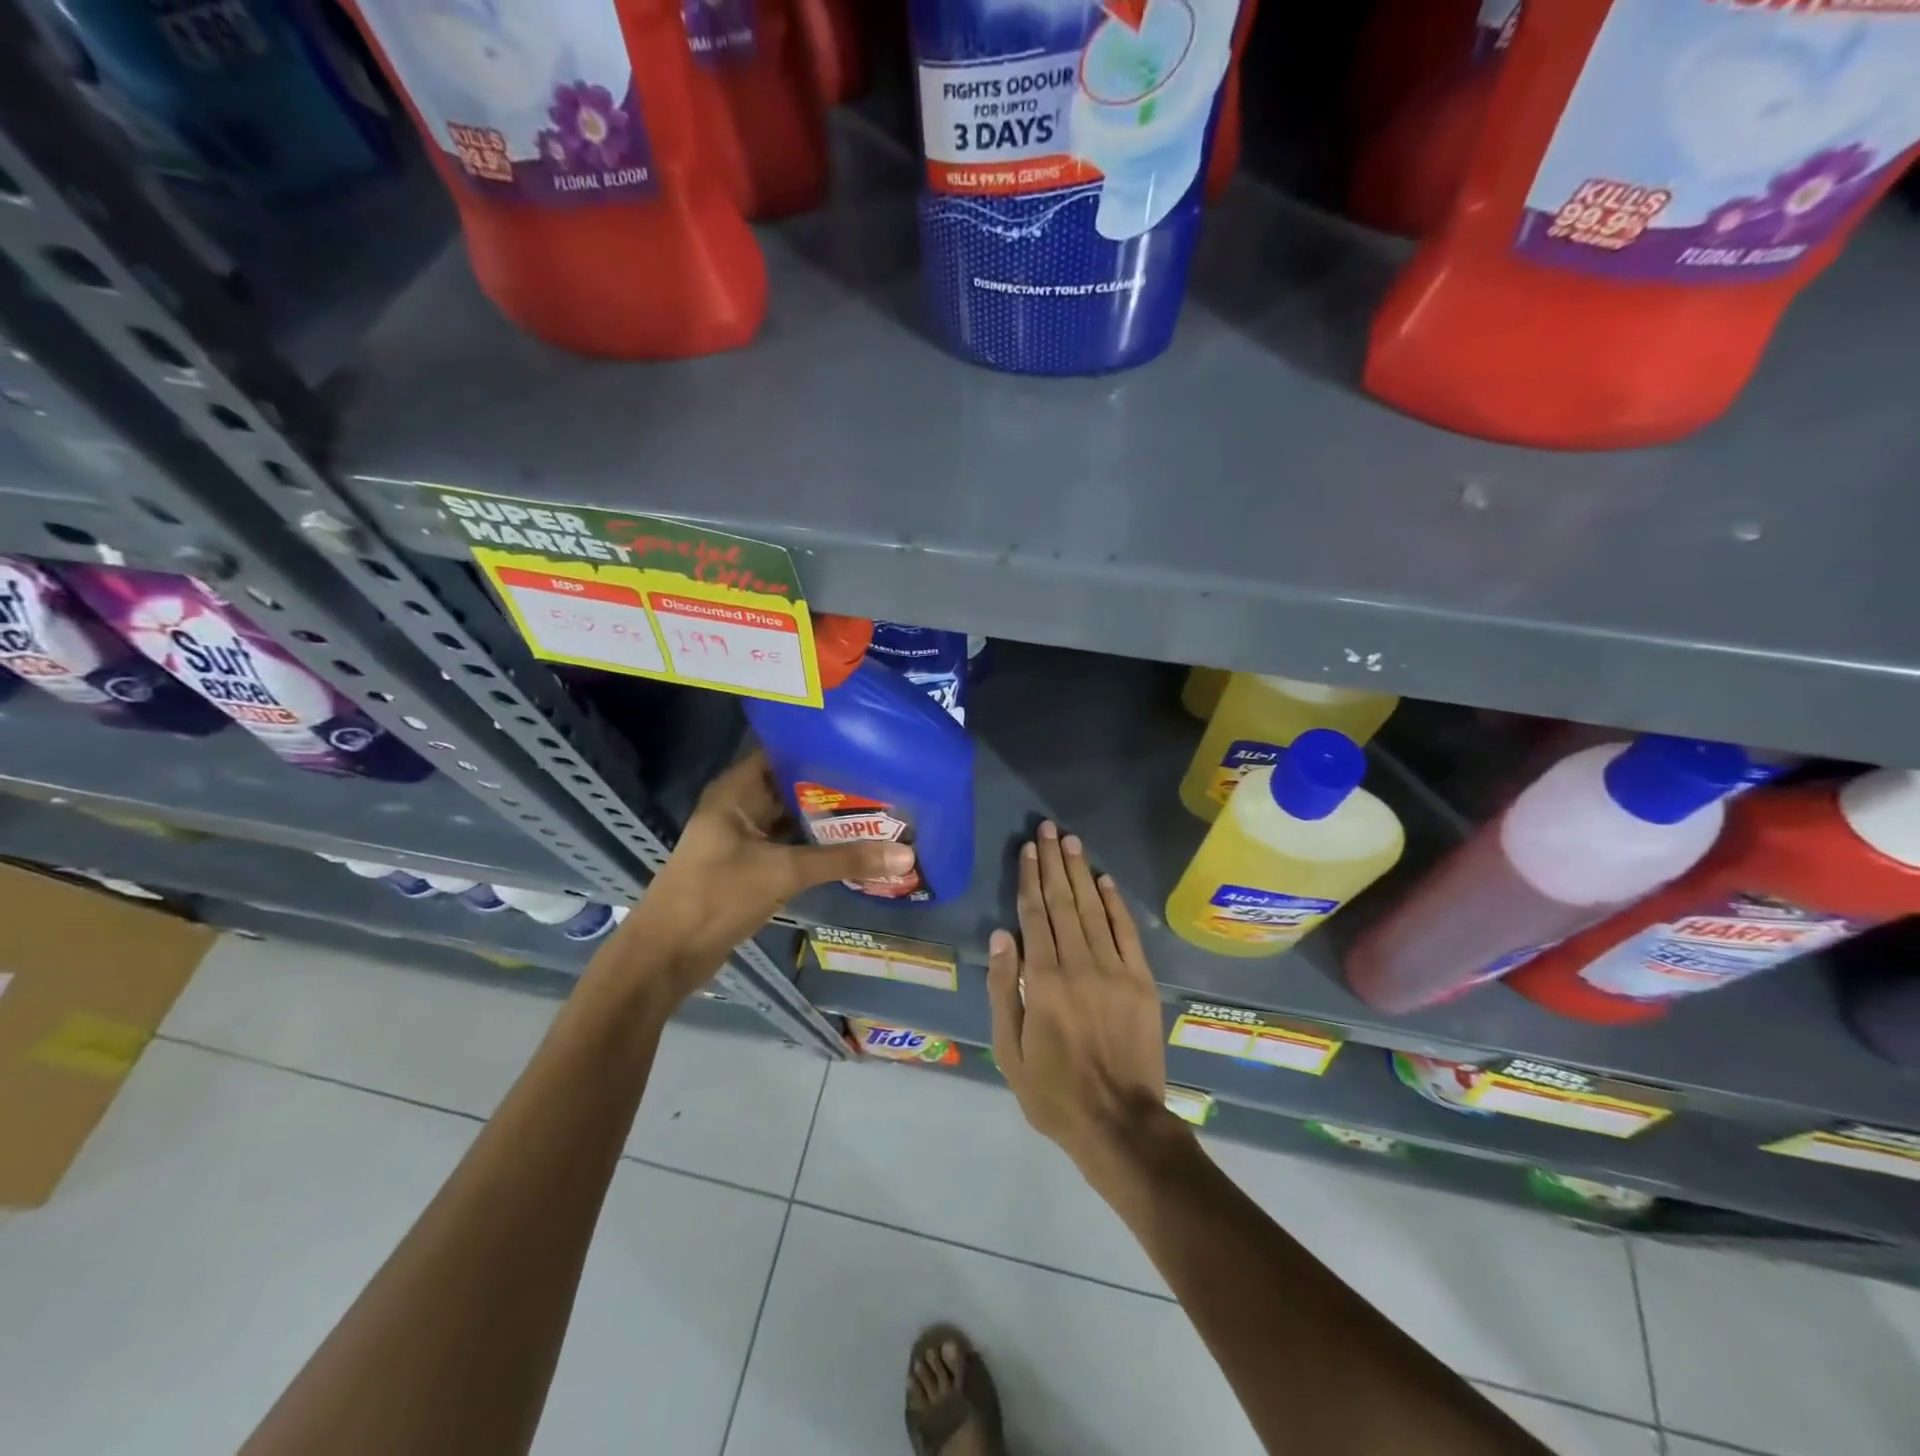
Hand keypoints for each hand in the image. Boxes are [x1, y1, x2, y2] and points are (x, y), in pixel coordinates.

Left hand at [614, 751, 913, 1002]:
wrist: (667, 956)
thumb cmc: (717, 896)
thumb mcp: (784, 873)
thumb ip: (844, 861)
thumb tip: (906, 855)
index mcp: (736, 790)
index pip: (783, 752)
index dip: (820, 747)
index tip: (865, 747)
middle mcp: (740, 806)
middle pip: (793, 787)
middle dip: (835, 787)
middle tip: (885, 781)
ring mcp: (744, 838)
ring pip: (794, 819)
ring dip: (829, 820)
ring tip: (880, 810)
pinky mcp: (750, 866)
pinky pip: (791, 846)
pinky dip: (818, 847)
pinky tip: (855, 847)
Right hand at [987, 821, 1177, 1171]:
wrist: (1120, 1123)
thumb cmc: (1053, 1092)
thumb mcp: (1010, 1050)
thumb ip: (1005, 989)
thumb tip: (1001, 936)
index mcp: (1044, 980)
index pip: (1035, 915)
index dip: (1030, 878)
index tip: (1028, 849)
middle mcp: (1079, 964)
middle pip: (1063, 902)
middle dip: (1054, 862)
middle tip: (1047, 829)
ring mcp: (1115, 970)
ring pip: (1093, 909)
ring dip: (1080, 873)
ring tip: (1070, 841)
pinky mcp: (1140, 982)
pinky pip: (1126, 933)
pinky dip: (1115, 903)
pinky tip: (1104, 880)